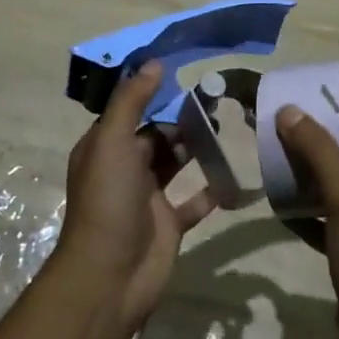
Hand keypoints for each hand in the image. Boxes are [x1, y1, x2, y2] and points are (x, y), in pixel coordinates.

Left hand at [57, 62, 215, 329]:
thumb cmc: (108, 201)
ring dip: (197, 149)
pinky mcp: (169, 224)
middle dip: (182, 121)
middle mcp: (125, 169)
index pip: (130, 112)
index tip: (188, 75)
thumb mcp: (112, 142)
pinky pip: (194, 201)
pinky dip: (212, 190)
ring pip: (175, 164)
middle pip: (156, 136)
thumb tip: (153, 63)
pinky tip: (234, 176)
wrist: (110, 276)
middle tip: (218, 103)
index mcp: (105, 148)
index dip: (155, 94)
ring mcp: (148, 198)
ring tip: (227, 129)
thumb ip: (131, 102)